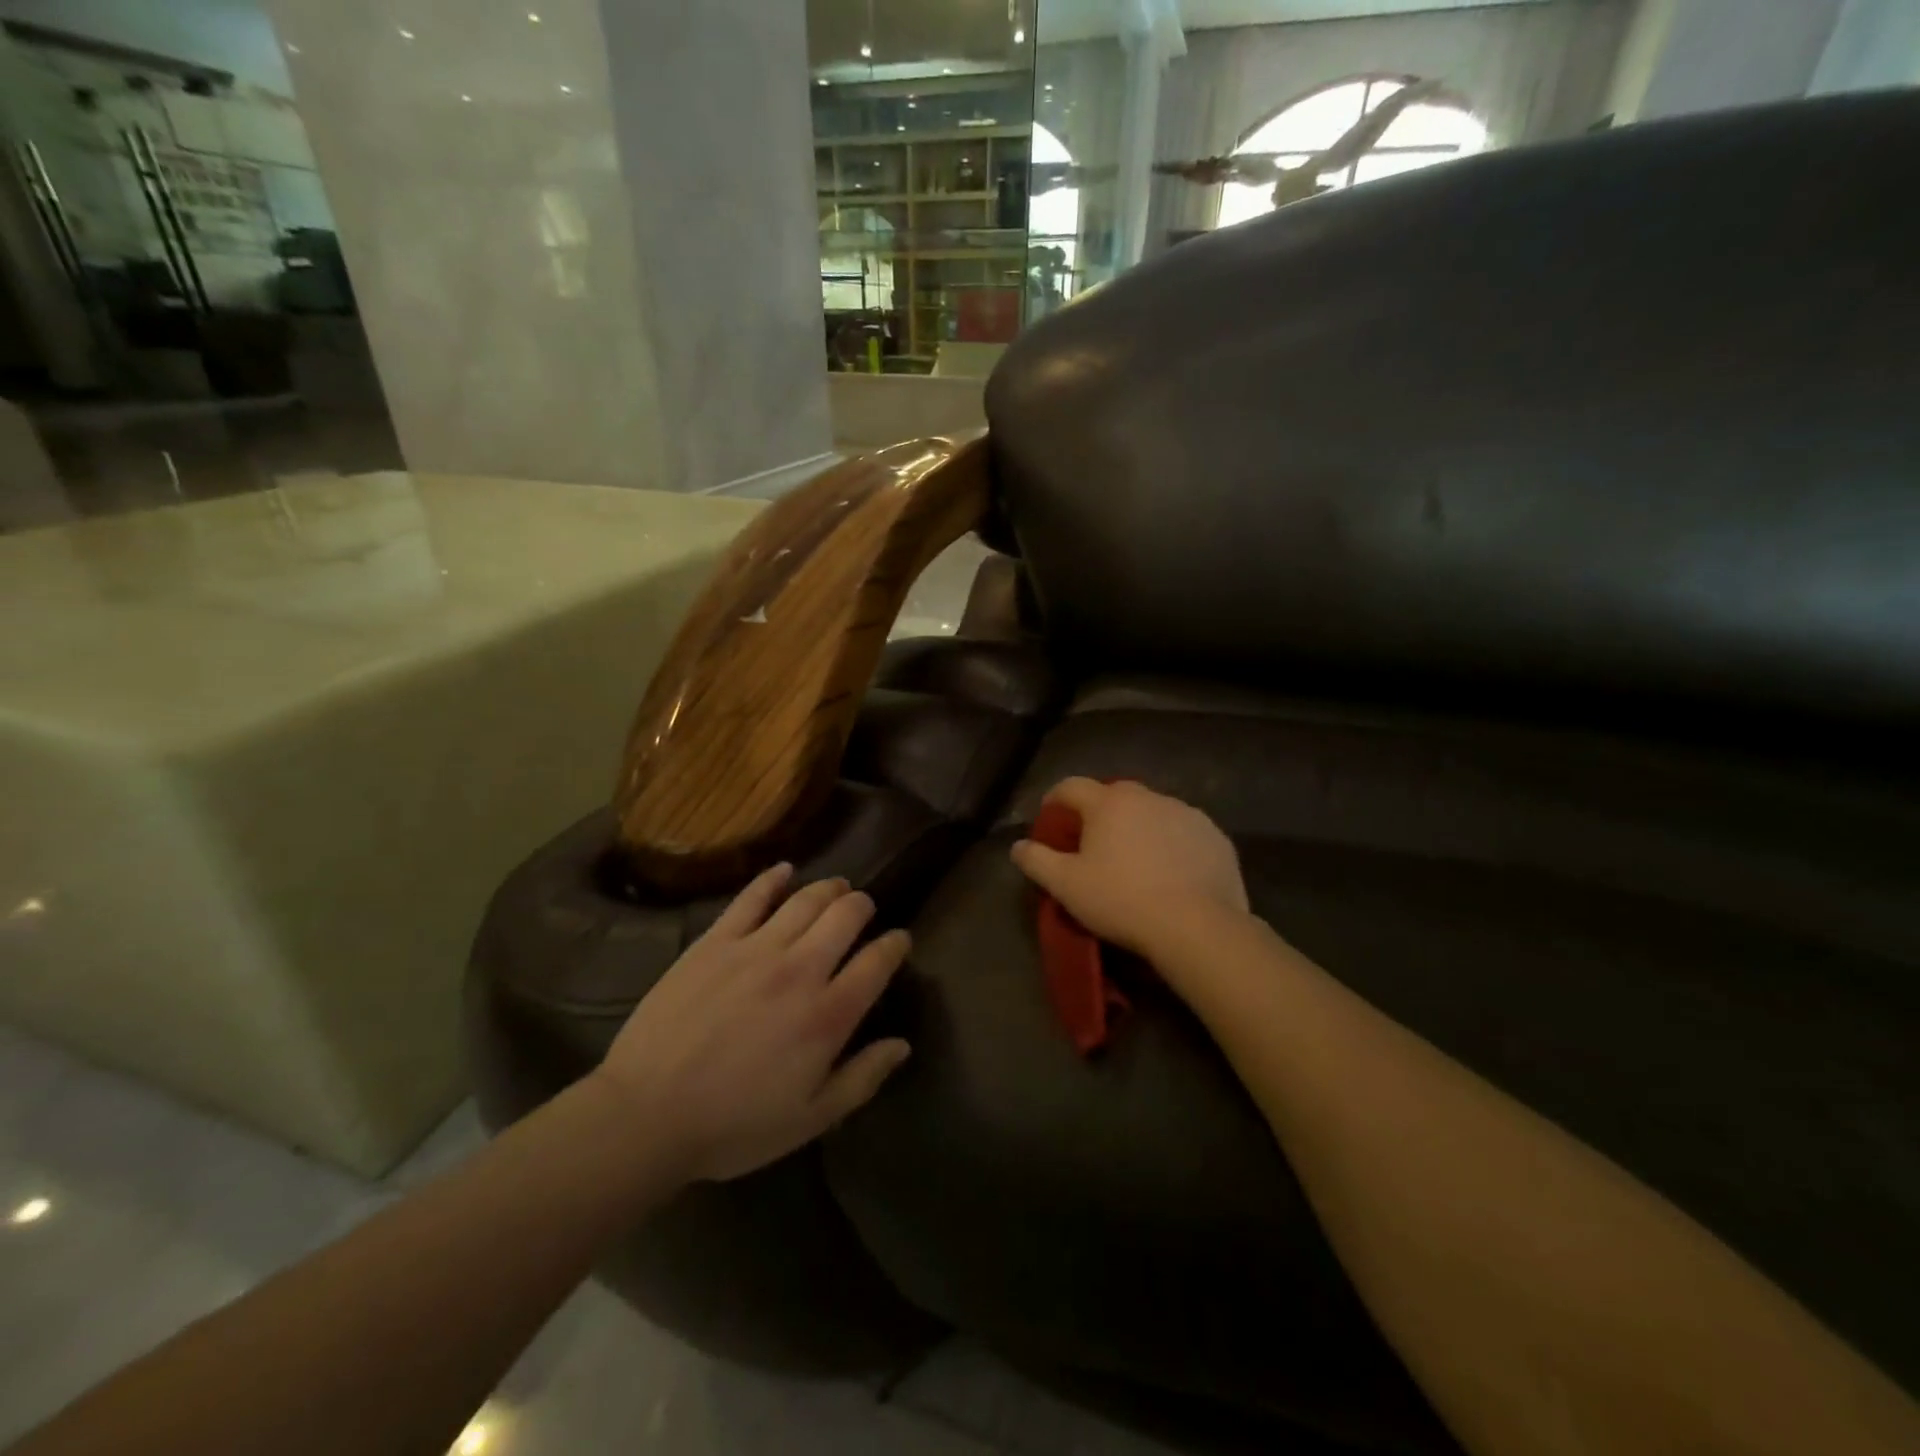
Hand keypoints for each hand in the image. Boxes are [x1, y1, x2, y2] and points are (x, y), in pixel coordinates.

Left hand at [593, 866, 911, 1182]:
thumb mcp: (810, 1119)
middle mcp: (801, 969)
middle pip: (846, 915)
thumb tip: (902, 1045)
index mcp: (828, 1015)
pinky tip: (784, 870)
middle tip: (863, 910)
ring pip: (806, 898)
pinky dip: (773, 878)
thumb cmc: (733, 1125)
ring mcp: (756, 948)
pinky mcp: (716, 940)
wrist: (646, 1114)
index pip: (878, 962)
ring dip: (829, 888)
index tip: (899, 941)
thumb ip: (862, 1079)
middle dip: (863, 907)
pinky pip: (751, 896)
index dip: (895, 945)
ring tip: (836, 888)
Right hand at [1010, 778, 1248, 964]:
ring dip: (1137, 828)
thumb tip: (1018, 846)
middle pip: (1113, 796)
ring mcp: (1186, 813)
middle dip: (1098, 814)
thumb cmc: (1122, 901)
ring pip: (1151, 812)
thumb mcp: (1066, 886)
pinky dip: (1171, 844)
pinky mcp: (1214, 836)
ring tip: (1134, 861)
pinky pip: (1183, 832)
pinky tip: (1171, 873)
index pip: (1071, 787)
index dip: (1054, 800)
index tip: (1049, 820)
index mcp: (1109, 803)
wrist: (1197, 926)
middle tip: (1092, 844)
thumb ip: (1036, 860)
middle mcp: (1148, 796)